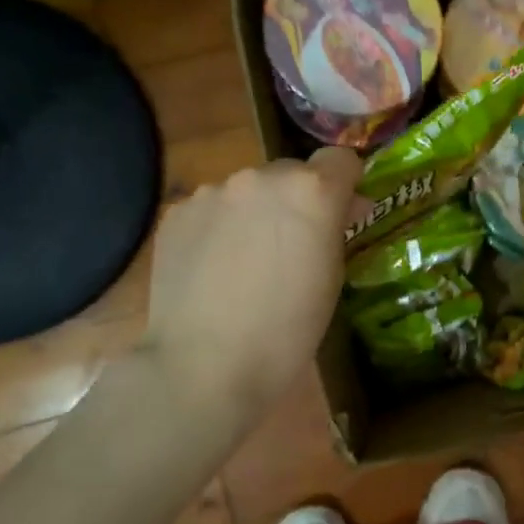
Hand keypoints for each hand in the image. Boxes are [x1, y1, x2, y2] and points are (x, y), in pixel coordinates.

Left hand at [140, 148, 362, 415]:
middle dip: (299, 199)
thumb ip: (335, 229)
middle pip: (292, 172)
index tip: (344, 211)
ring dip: (257, 211)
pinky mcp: (178, 213)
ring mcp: (213, 192)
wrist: (206, 364)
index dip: (346, 183)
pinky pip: (212, 208)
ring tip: (247, 260)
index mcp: (311, 191)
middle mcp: (261, 177)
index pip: (341, 159)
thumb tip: (343, 207)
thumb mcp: (332, 277)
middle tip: (294, 245)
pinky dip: (220, 227)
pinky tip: (214, 268)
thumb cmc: (288, 329)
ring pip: (248, 190)